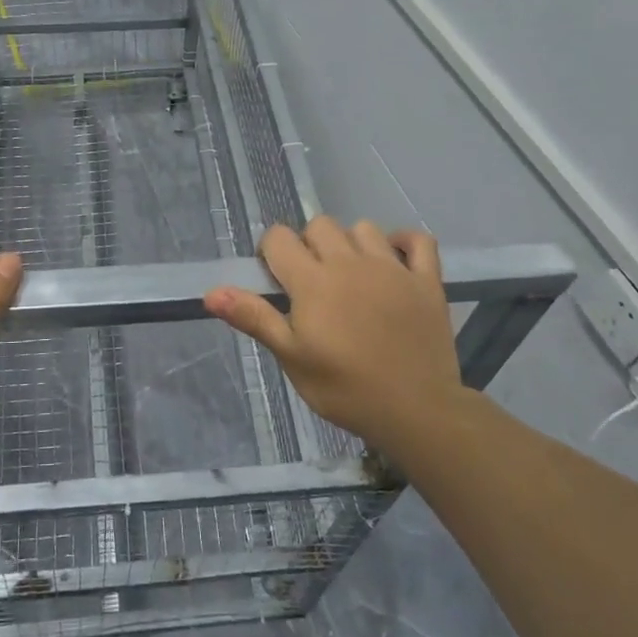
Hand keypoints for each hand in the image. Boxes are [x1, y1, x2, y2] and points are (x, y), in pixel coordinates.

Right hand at [204, 217, 467, 452]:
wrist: (416, 411)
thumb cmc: (344, 388)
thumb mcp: (291, 357)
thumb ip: (254, 318)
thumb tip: (211, 292)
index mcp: (313, 281)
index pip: (279, 238)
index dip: (271, 253)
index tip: (277, 282)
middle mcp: (350, 262)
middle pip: (319, 225)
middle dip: (308, 245)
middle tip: (312, 283)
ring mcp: (392, 268)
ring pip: (363, 228)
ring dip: (351, 243)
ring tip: (351, 275)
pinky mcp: (426, 281)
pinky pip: (418, 241)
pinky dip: (404, 243)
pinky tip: (395, 260)